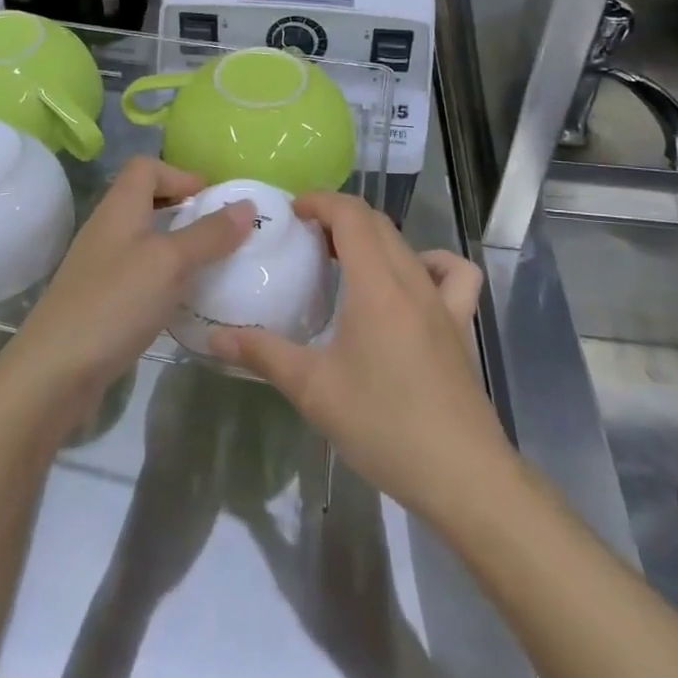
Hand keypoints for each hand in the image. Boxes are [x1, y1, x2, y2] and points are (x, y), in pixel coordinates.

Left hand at [0, 157, 253, 423]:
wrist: (54, 372)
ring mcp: (100, 267)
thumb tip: (247, 204)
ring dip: (176, 246)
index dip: (180, 174)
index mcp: (119, 208)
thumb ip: (209, 233)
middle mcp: (107, 229)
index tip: (212, 200)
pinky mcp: (100, 301)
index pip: (146, 167)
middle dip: (184, 211)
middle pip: (145, 201)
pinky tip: (182, 302)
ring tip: (210, 267)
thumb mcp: (170, 262)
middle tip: (219, 233)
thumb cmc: (114, 303)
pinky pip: (138, 275)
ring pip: (144, 240)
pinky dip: (164, 279)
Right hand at [209, 192, 508, 523]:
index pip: (351, 215)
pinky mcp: (460, 325)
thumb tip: (215, 339)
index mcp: (376, 285)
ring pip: (407, 244)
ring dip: (374, 238)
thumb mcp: (313, 390)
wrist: (461, 475)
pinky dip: (430, 263)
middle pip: (377, 223)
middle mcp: (412, 280)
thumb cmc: (383, 425)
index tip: (291, 213)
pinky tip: (411, 285)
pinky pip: (454, 274)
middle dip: (339, 218)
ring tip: (346, 261)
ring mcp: (443, 302)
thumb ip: (263, 355)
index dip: (320, 202)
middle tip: (305, 240)